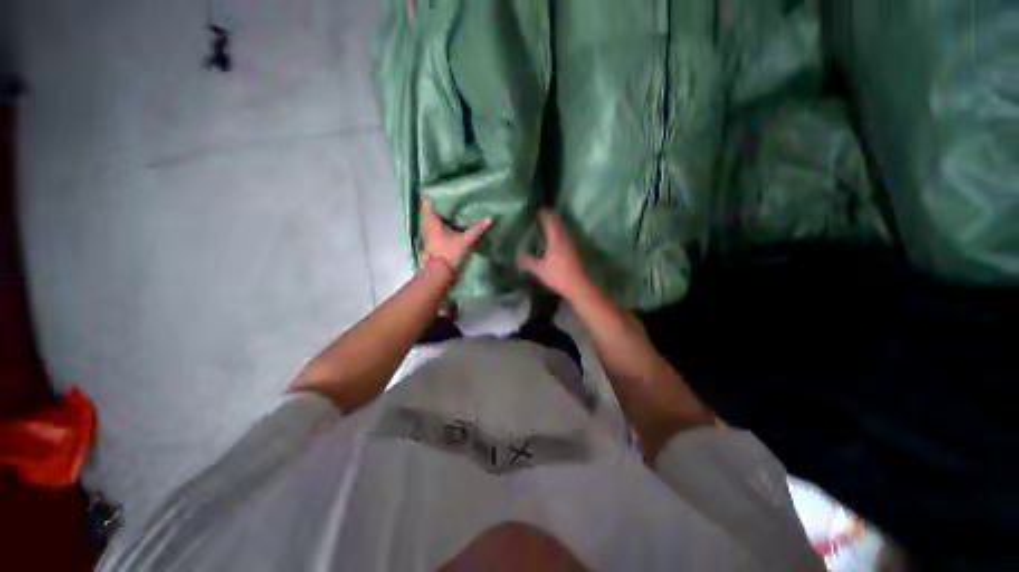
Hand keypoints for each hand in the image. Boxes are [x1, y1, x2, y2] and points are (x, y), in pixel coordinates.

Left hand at [421, 196, 491, 272]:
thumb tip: (490, 218)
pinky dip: (448, 220)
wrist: (440, 275)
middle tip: (457, 190)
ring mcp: (431, 232)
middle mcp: (428, 223)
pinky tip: (459, 219)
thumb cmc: (448, 255)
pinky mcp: (436, 240)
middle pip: (434, 206)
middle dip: (444, 199)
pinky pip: (441, 225)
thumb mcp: (465, 241)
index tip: (446, 182)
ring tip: (460, 202)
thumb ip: (477, 229)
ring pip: (437, 216)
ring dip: (446, 210)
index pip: (429, 199)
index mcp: (431, 219)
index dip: (436, 189)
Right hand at [518, 210, 591, 299]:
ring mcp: (573, 243)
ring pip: (564, 229)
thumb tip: (518, 257)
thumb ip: (528, 262)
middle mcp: (566, 237)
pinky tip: (556, 239)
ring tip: (548, 225)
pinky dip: (561, 233)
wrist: (579, 286)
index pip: (551, 220)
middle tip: (542, 215)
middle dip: (551, 217)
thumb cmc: (559, 276)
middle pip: (559, 222)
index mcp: (556, 239)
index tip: (538, 209)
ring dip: (557, 225)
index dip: (545, 214)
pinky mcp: (576, 250)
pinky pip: (567, 236)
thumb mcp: (540, 270)